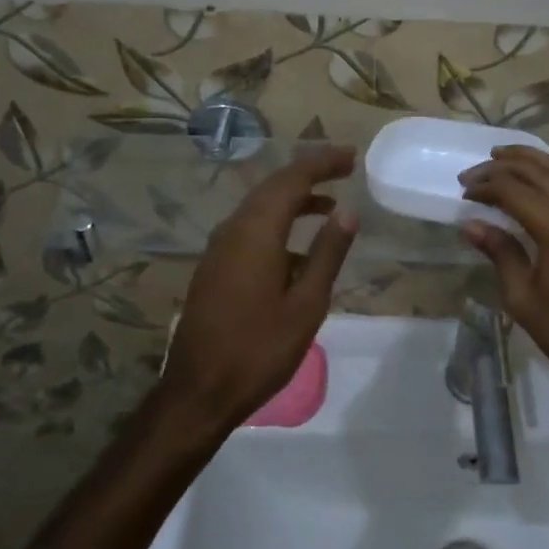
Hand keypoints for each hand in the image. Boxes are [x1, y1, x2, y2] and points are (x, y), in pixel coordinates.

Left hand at [161, 146, 358, 432]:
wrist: (197, 392)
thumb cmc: (259, 350)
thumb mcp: (306, 304)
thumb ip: (328, 253)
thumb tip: (348, 210)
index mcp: (257, 231)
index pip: (293, 179)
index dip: (322, 163)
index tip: (351, 156)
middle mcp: (234, 229)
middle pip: (274, 186)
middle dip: (310, 173)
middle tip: (344, 168)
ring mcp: (220, 247)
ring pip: (260, 206)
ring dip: (294, 197)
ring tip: (330, 204)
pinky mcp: (215, 265)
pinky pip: (251, 227)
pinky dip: (279, 220)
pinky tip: (299, 245)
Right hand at [458, 146, 548, 406]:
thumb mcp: (523, 299)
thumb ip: (500, 253)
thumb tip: (470, 224)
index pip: (511, 189)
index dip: (484, 186)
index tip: (463, 193)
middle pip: (533, 170)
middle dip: (500, 167)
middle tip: (473, 175)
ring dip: (529, 157)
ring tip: (502, 157)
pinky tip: (548, 166)